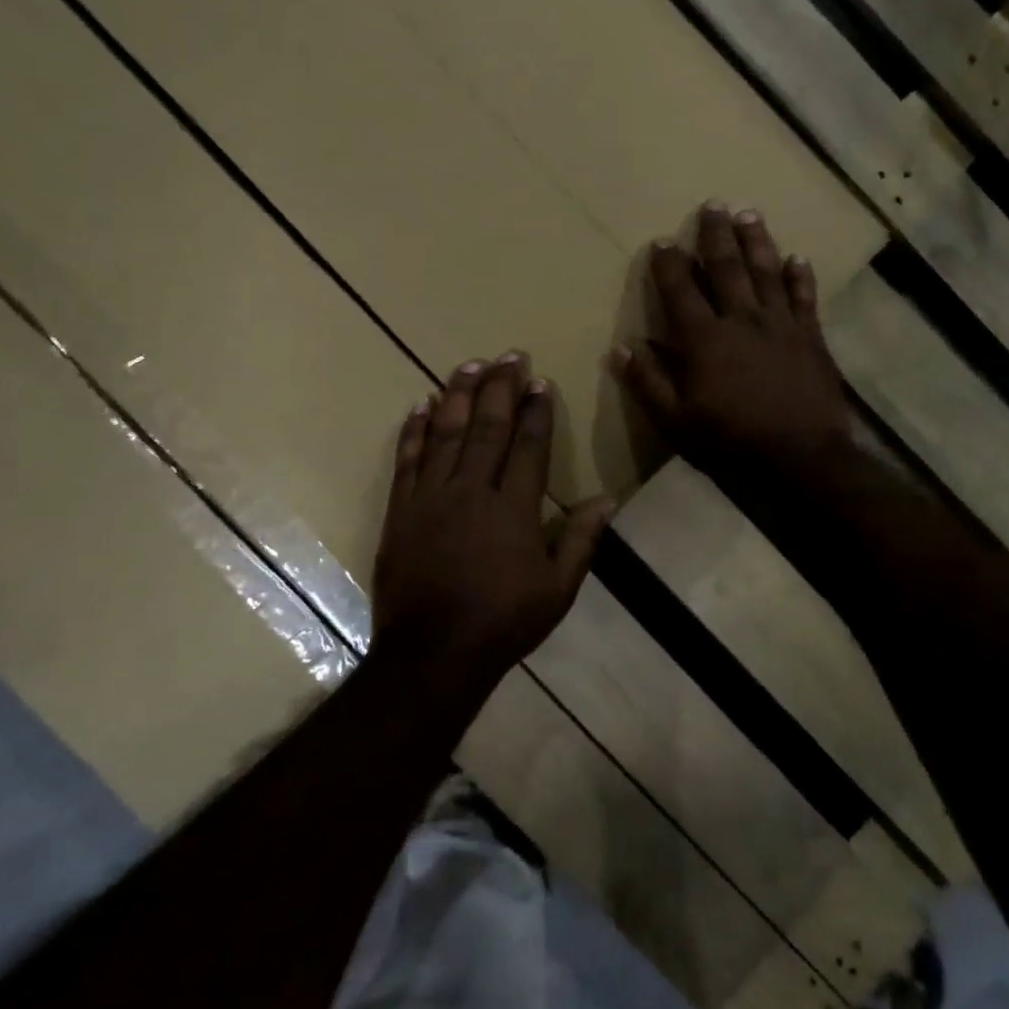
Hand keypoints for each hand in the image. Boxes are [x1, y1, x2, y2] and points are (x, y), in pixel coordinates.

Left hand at [372, 354, 612, 694]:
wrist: (433, 653)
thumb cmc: (503, 621)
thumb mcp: (557, 588)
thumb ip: (580, 539)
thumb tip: (607, 498)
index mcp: (513, 509)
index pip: (528, 446)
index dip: (536, 411)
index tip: (540, 382)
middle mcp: (472, 491)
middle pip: (488, 428)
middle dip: (501, 388)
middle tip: (510, 355)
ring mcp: (431, 498)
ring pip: (446, 434)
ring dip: (459, 396)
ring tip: (469, 365)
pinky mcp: (401, 510)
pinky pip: (407, 461)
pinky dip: (413, 431)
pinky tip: (420, 406)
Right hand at [614, 202, 849, 479]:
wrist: (802, 455)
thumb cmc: (732, 440)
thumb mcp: (676, 421)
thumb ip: (648, 382)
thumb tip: (620, 348)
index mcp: (705, 339)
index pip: (680, 290)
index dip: (669, 264)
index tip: (662, 241)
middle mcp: (742, 319)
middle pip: (727, 267)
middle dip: (716, 234)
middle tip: (713, 204)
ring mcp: (780, 324)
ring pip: (767, 271)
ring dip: (757, 241)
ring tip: (749, 214)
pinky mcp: (811, 336)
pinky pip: (805, 297)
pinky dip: (801, 276)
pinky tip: (798, 257)